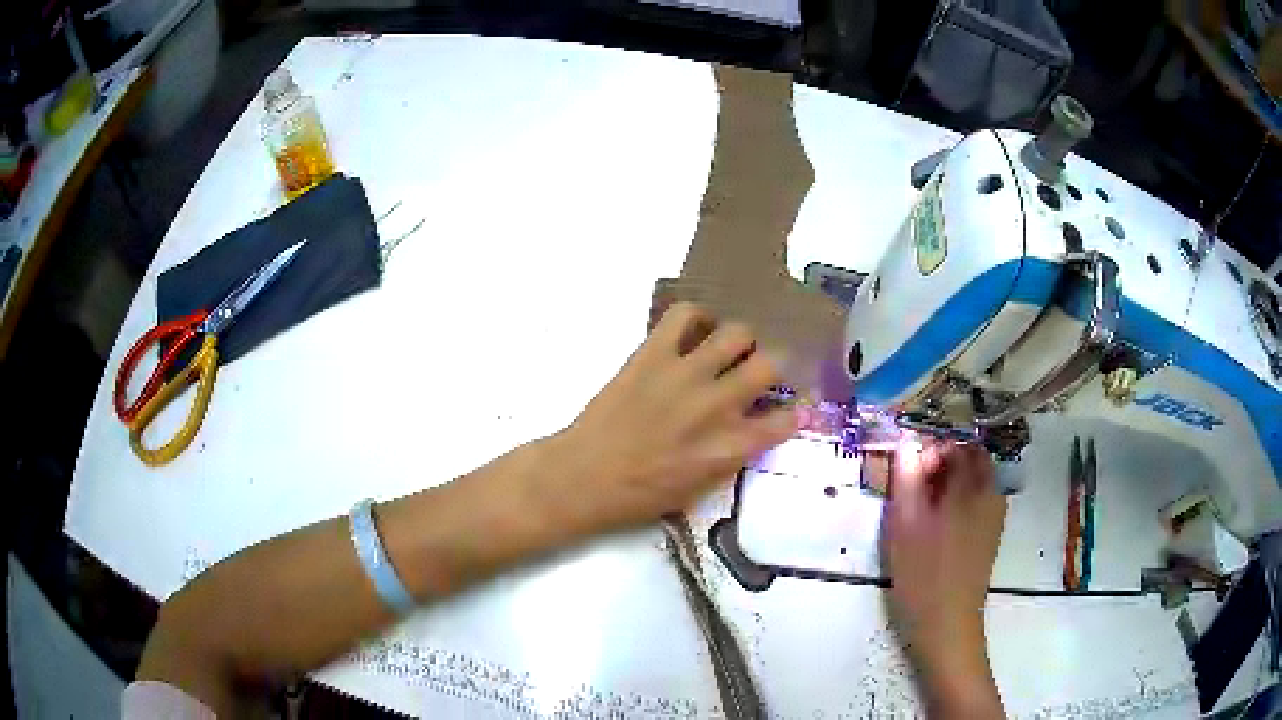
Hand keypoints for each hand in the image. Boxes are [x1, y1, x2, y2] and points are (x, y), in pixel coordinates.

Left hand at [548, 302, 798, 532]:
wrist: (584, 476)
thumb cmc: (640, 495)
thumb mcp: (700, 489)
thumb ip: (732, 455)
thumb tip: (751, 428)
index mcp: (730, 447)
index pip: (786, 419)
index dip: (796, 409)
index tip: (794, 405)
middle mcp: (717, 405)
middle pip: (771, 364)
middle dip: (772, 365)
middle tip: (757, 371)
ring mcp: (685, 374)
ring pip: (737, 332)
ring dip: (739, 340)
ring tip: (726, 349)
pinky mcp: (652, 353)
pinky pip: (685, 315)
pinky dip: (696, 317)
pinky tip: (694, 332)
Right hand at [883, 441, 1006, 716]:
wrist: (947, 622)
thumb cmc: (922, 573)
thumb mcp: (904, 523)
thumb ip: (905, 478)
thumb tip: (905, 444)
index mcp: (971, 486)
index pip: (956, 445)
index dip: (931, 451)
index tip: (910, 473)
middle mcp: (990, 493)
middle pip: (971, 459)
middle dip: (943, 463)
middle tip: (915, 489)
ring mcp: (995, 514)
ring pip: (976, 480)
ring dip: (951, 483)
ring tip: (924, 510)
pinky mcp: (992, 533)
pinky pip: (978, 500)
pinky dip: (960, 500)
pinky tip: (939, 527)